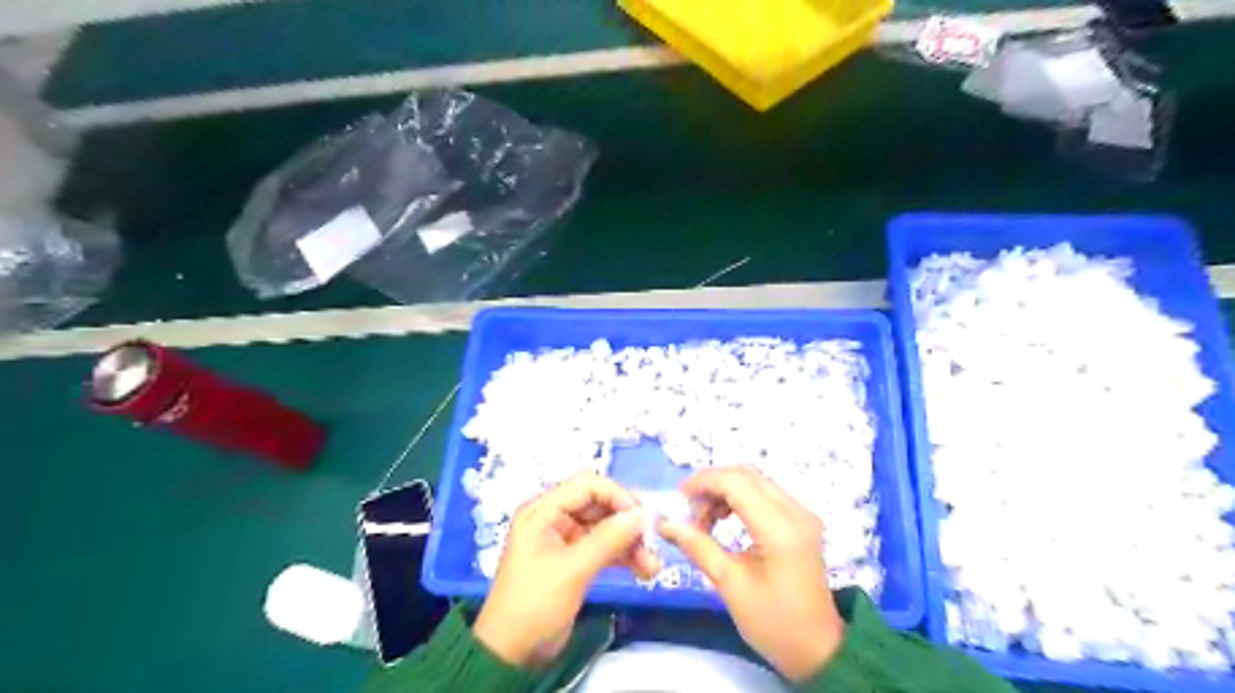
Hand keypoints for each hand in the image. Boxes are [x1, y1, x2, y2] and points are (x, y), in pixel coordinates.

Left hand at [475, 474, 665, 668]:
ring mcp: (565, 539)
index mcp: (544, 510)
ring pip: (606, 529)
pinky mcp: (575, 561)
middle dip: (628, 522)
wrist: (511, 655)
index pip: (587, 485)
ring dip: (630, 543)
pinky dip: (623, 557)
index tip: (642, 517)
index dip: (617, 496)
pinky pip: (604, 548)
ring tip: (654, 565)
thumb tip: (644, 514)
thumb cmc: (535, 603)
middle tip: (655, 539)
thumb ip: (609, 538)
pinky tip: (645, 570)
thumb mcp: (573, 569)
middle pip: (600, 506)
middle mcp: (555, 518)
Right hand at [661, 465, 845, 681]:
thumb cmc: (773, 622)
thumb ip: (698, 546)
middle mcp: (795, 511)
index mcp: (779, 528)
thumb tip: (665, 522)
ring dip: (725, 490)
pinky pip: (765, 493)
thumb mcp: (729, 585)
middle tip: (690, 511)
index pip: (736, 482)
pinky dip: (739, 497)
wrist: (818, 649)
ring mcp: (801, 513)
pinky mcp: (801, 519)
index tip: (678, 499)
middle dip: (712, 484)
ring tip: (705, 520)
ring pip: (755, 480)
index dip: (703, 482)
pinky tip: (724, 519)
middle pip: (746, 474)